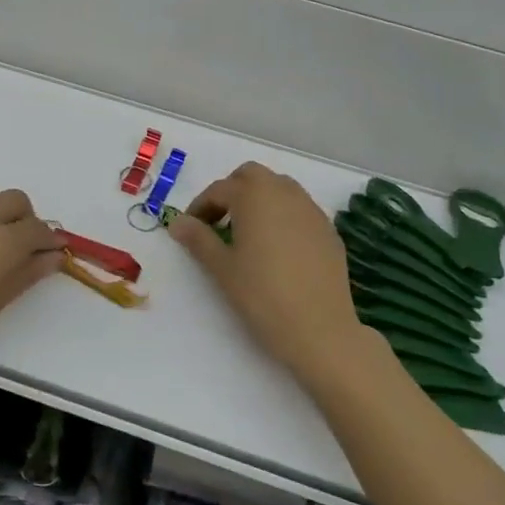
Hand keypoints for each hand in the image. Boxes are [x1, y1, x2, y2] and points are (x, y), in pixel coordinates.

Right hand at [167, 163, 367, 382]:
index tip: (190, 229)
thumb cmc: (261, 295)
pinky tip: (276, 248)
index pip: (219, 190)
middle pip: (252, 176)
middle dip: (232, 191)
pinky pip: (299, 209)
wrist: (319, 329)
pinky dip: (282, 216)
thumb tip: (176, 222)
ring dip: (259, 200)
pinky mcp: (328, 230)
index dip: (200, 207)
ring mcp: (311, 210)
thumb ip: (198, 239)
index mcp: (254, 196)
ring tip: (247, 233)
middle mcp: (284, 193)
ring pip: (279, 188)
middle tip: (218, 222)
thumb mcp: (221, 267)